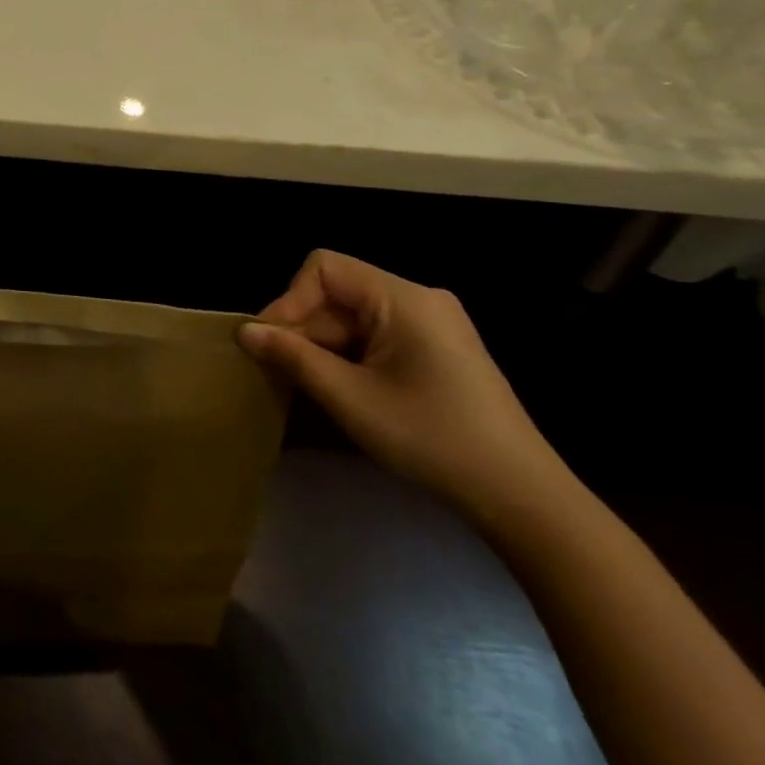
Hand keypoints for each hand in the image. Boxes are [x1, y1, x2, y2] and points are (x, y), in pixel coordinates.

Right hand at [237, 250, 568, 523]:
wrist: (521, 496)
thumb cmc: (431, 438)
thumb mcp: (350, 399)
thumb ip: (293, 357)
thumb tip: (244, 331)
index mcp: (404, 298)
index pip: (324, 268)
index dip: (289, 300)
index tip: (272, 345)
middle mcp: (419, 299)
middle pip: (338, 294)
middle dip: (305, 329)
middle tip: (282, 374)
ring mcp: (432, 324)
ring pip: (353, 317)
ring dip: (324, 347)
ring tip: (309, 387)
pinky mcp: (437, 349)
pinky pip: (376, 336)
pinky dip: (349, 357)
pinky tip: (342, 390)